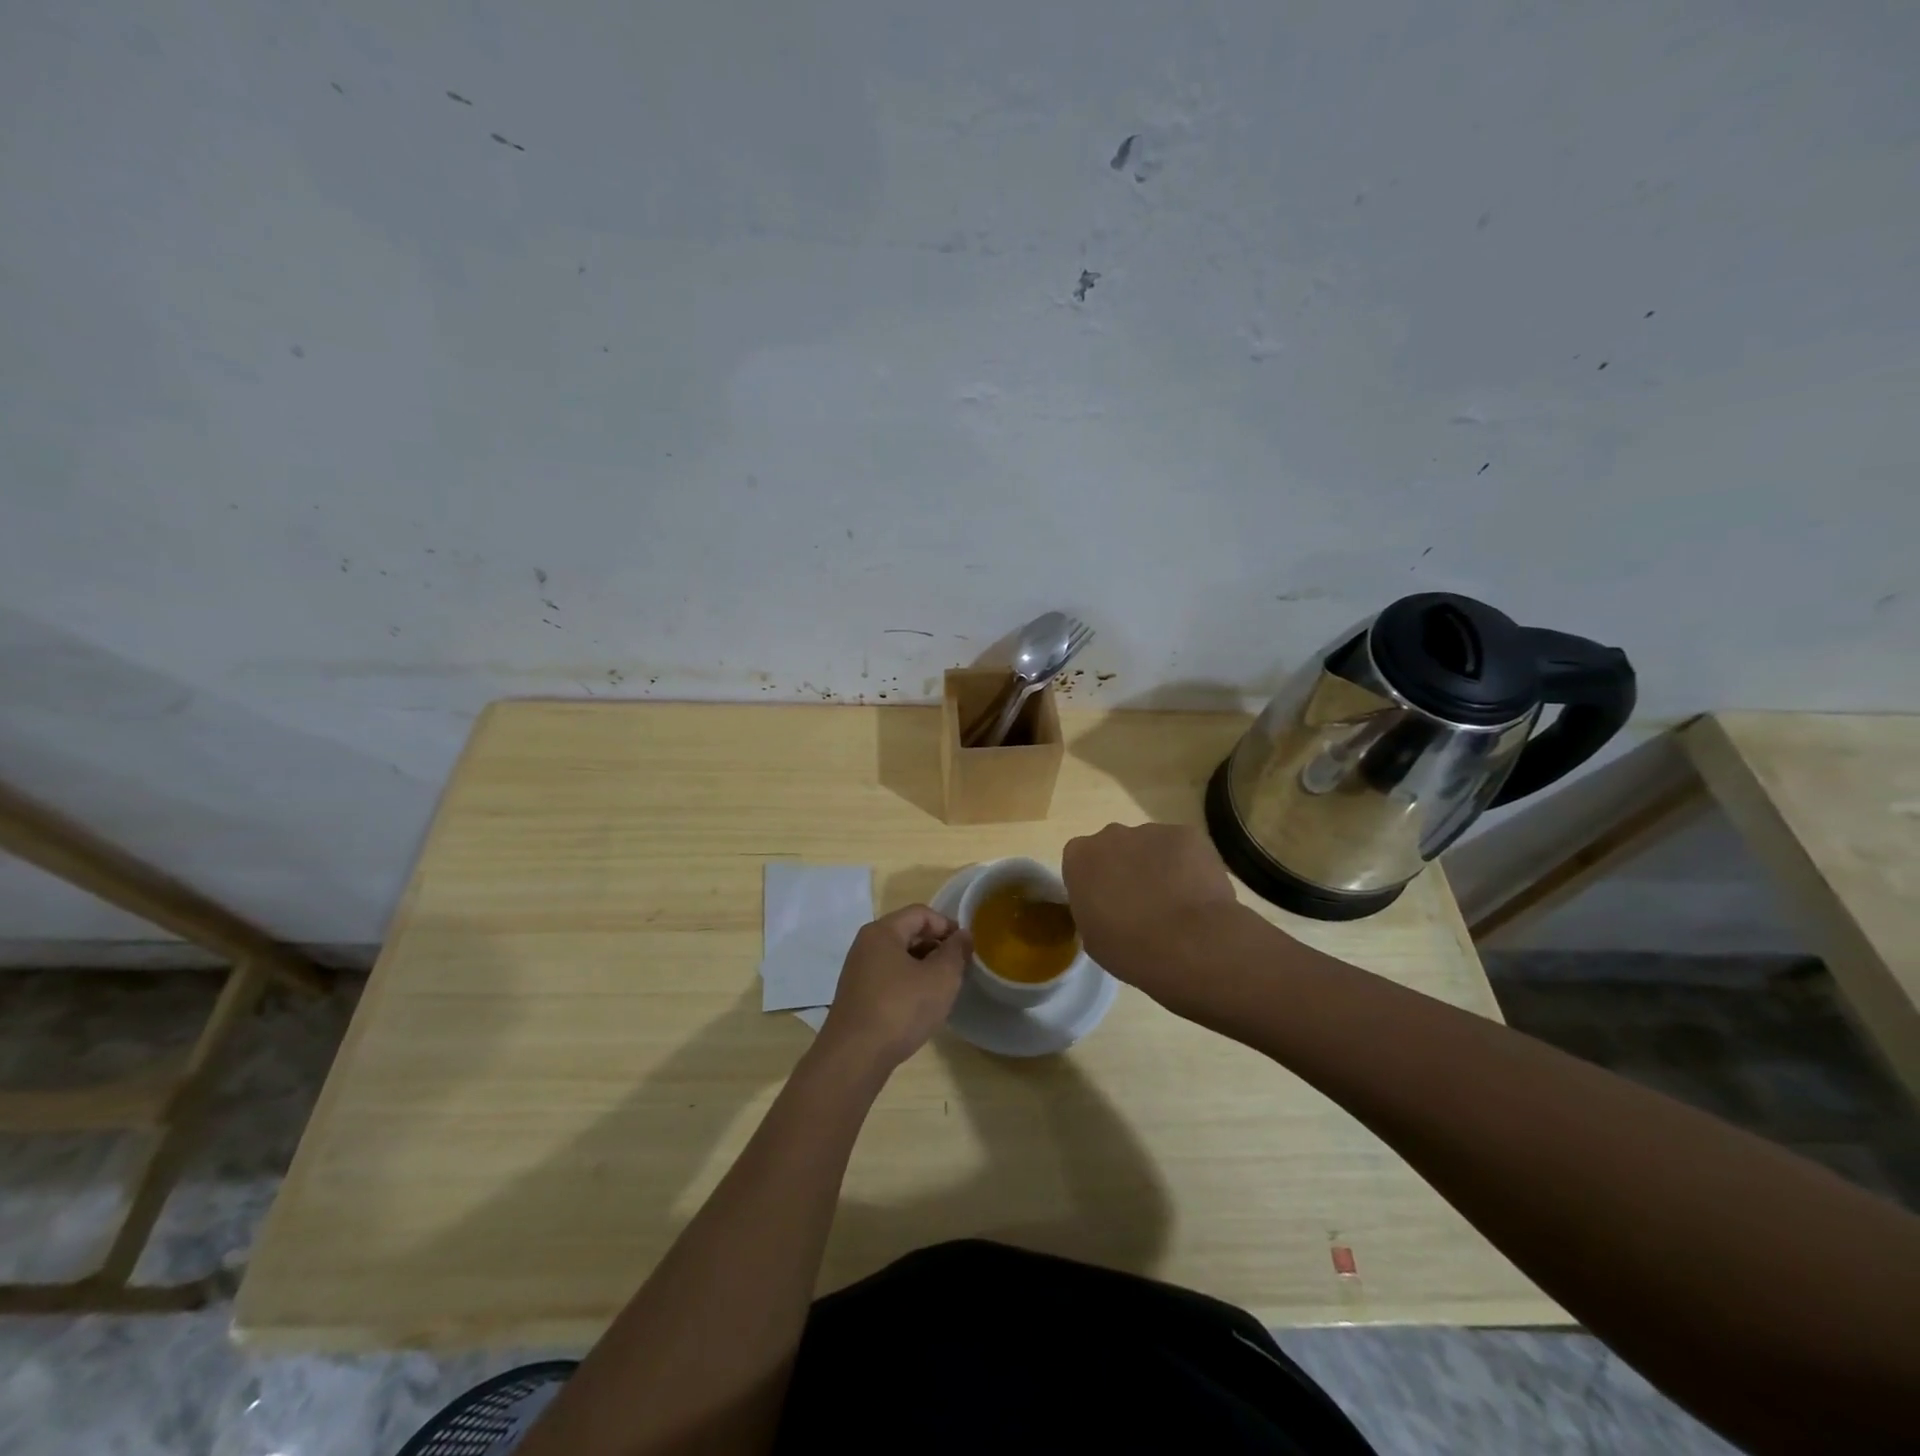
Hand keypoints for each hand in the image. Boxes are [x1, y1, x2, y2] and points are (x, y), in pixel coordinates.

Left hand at [817, 905, 970, 1072]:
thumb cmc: (901, 1009)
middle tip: (958, 969)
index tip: (966, 947)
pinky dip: (908, 983)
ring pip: (898, 957)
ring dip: (923, 966)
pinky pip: (888, 977)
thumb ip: (955, 952)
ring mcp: (858, 970)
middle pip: (908, 932)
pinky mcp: (857, 995)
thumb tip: (962, 935)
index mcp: (883, 932)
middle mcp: (866, 944)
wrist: (855, 1057)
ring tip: (942, 988)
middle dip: (936, 946)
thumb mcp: (940, 978)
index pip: (921, 913)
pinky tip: (920, 1005)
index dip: (947, 925)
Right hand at [1062, 822, 1239, 1002]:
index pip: (1081, 861)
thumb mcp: (1092, 937)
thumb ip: (1092, 909)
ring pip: (1151, 846)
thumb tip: (1106, 906)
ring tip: (1176, 902)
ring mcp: (1152, 831)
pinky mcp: (1188, 834)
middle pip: (1115, 847)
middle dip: (1126, 868)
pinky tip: (1199, 894)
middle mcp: (1111, 835)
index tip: (1107, 904)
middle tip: (1142, 903)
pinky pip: (1184, 848)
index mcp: (1080, 858)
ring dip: (1159, 867)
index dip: (1095, 882)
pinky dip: (1189, 866)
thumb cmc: (1130, 949)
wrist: (1190, 944)